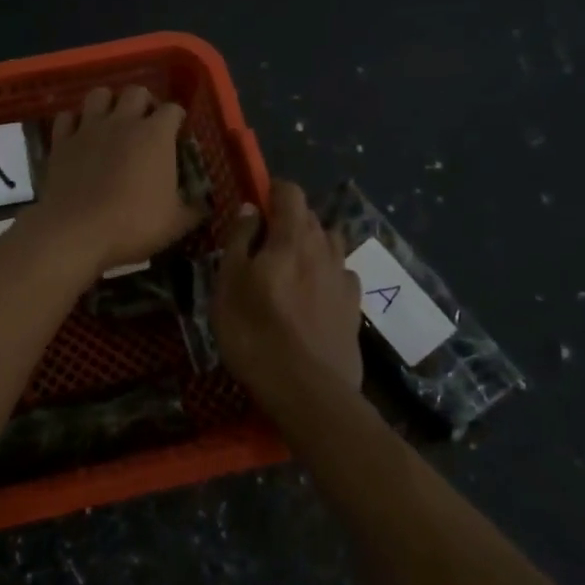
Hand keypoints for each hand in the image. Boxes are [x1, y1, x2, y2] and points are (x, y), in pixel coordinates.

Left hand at [31, 86, 203, 277]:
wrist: (77, 231)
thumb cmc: (133, 224)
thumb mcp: (175, 224)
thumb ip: (194, 210)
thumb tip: (205, 206)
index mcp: (156, 135)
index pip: (172, 109)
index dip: (177, 118)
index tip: (178, 131)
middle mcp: (123, 121)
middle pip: (136, 91)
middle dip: (144, 102)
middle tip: (146, 122)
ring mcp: (89, 128)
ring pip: (99, 94)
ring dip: (108, 102)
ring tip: (112, 120)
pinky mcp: (62, 141)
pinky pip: (66, 117)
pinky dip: (74, 121)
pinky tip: (79, 134)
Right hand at [212, 181, 363, 403]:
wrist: (309, 392)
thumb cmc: (256, 333)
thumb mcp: (229, 284)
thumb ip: (240, 241)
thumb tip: (251, 209)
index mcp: (293, 237)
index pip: (290, 192)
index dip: (272, 191)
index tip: (255, 207)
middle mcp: (324, 249)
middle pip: (309, 217)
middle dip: (287, 220)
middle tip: (262, 246)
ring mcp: (344, 279)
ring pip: (329, 244)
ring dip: (310, 245)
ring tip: (289, 270)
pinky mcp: (355, 308)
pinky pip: (341, 275)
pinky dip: (326, 274)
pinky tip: (313, 296)